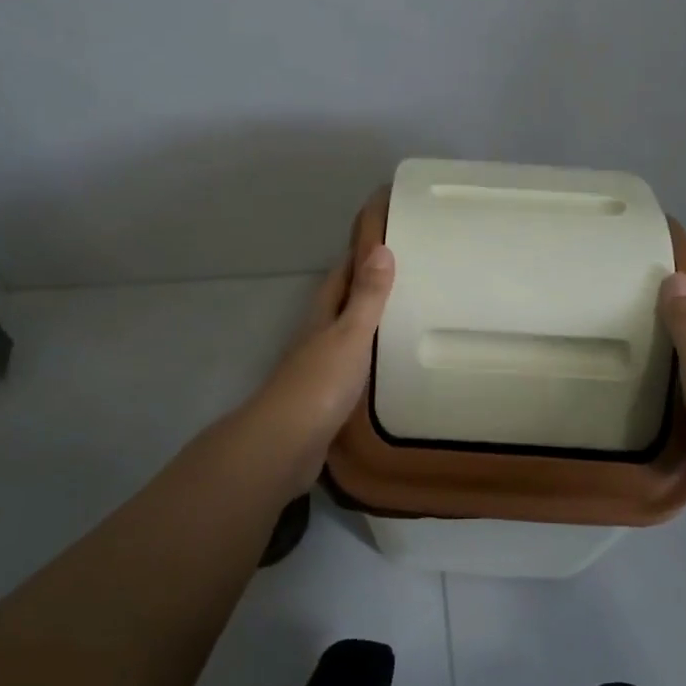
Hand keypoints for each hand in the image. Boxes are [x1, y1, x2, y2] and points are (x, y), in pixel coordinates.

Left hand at [238, 245, 395, 487]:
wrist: (286, 445)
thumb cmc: (320, 383)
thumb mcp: (350, 334)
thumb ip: (367, 296)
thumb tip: (381, 248)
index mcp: (321, 318)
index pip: (339, 277)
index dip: (357, 258)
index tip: (381, 241)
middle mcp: (315, 339)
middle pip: (339, 306)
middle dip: (362, 291)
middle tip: (400, 280)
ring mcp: (316, 371)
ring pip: (342, 339)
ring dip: (363, 328)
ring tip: (399, 321)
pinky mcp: (322, 401)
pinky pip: (348, 371)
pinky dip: (364, 363)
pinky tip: (382, 371)